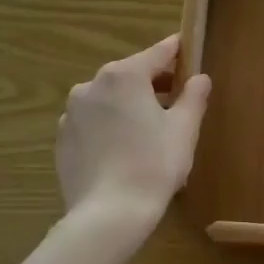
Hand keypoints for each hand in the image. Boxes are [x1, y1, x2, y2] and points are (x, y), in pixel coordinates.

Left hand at [56, 35, 211, 229]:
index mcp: (124, 76)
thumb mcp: (184, 129)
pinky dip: (110, 128)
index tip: (190, 49)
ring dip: (130, 106)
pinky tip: (125, 152)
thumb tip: (200, 78)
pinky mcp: (63, 139)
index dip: (178, 51)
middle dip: (155, 84)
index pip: (158, 53)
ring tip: (151, 132)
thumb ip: (193, 97)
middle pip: (131, 76)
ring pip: (109, 100)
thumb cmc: (154, 165)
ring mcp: (72, 113)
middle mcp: (92, 85)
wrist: (108, 214)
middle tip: (178, 101)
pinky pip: (93, 124)